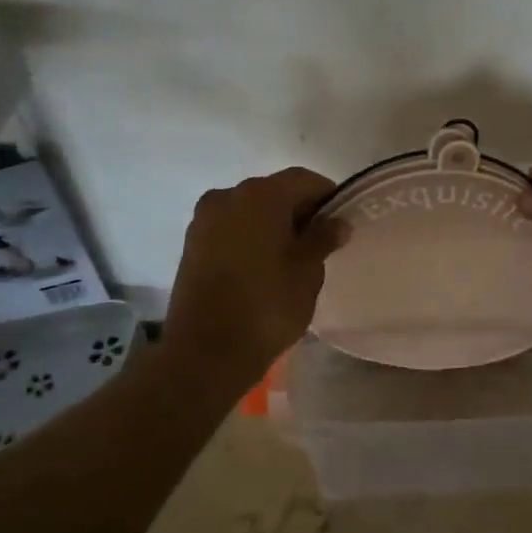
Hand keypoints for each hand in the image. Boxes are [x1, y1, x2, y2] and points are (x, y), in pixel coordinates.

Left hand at [163, 168, 347, 384]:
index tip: (340, 222)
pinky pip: (229, 228)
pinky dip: (248, 237)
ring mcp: (204, 219)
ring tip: (289, 257)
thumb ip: (323, 239)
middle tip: (319, 242)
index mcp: (261, 195)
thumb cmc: (267, 305)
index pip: (304, 180)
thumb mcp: (307, 272)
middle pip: (274, 192)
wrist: (205, 352)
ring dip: (271, 224)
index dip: (327, 197)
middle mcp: (228, 195)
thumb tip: (337, 222)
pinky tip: (261, 265)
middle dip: (298, 210)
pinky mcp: (191, 243)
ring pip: (249, 210)